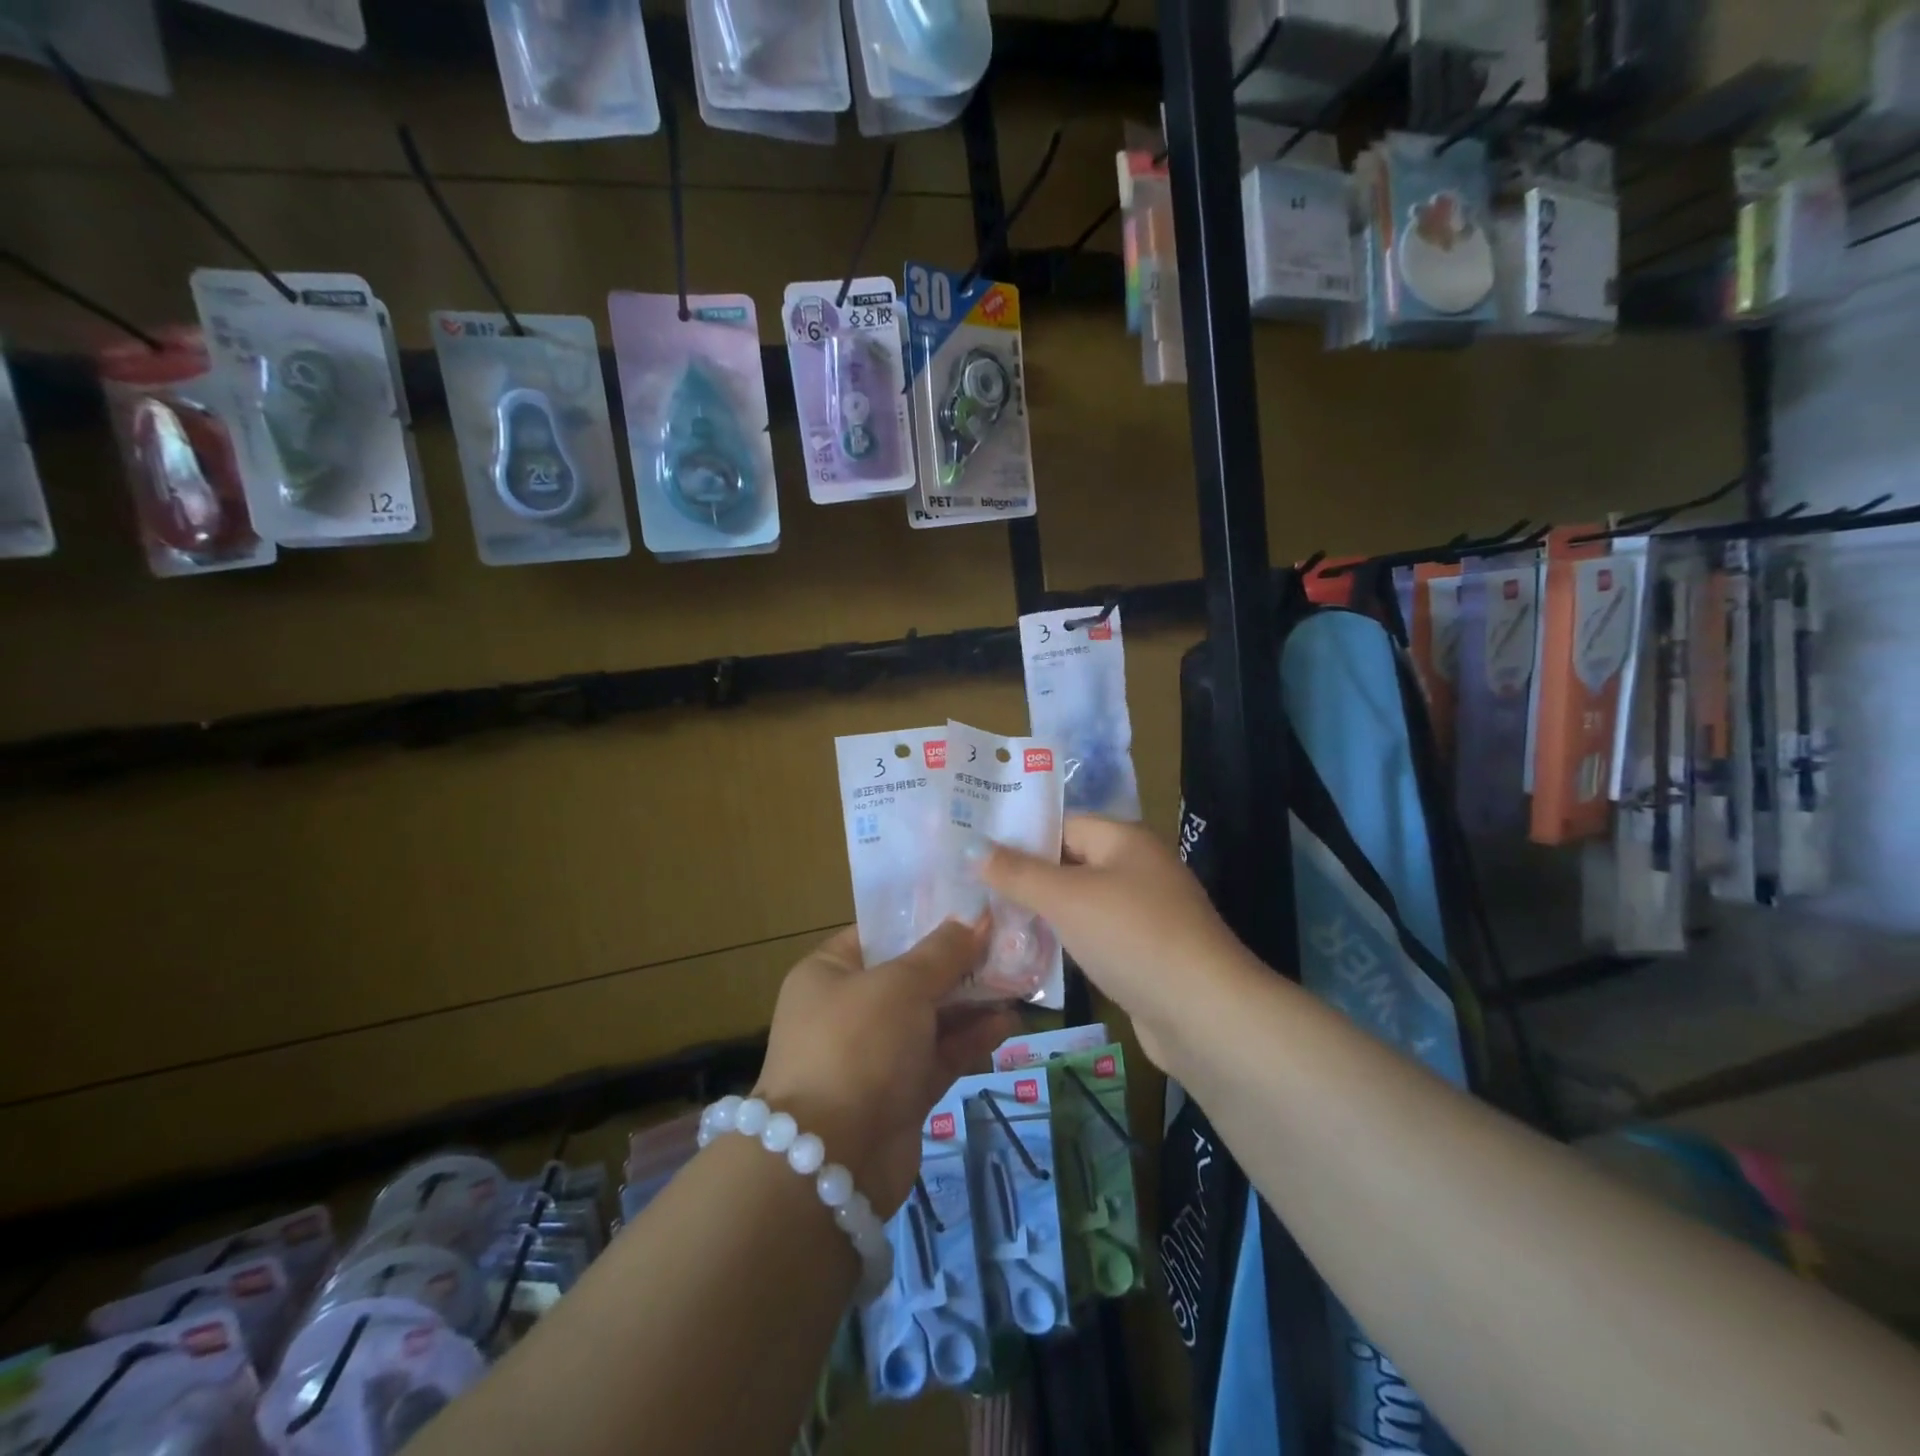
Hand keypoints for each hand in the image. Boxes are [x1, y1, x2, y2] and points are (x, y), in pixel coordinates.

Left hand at [755, 922, 1016, 1216]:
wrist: (832, 1162)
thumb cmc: (858, 1046)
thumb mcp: (901, 985)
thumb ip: (943, 952)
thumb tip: (976, 920)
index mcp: (829, 973)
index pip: (880, 933)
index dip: (926, 920)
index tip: (972, 909)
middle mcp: (848, 1010)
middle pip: (911, 976)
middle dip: (959, 964)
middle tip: (1007, 945)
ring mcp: (874, 1055)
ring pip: (930, 1018)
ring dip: (971, 1002)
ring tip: (1018, 982)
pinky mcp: (899, 1094)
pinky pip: (939, 1055)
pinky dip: (970, 1040)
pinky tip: (1007, 1023)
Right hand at [982, 815, 1258, 1066]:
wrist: (1204, 1015)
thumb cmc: (1132, 937)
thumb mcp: (1067, 898)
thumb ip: (1018, 873)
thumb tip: (973, 849)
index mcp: (1124, 839)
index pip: (1061, 824)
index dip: (1018, 837)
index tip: (973, 853)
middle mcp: (1136, 868)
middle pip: (1069, 863)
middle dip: (1024, 877)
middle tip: (971, 889)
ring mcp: (1143, 912)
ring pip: (1079, 902)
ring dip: (1041, 912)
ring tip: (988, 921)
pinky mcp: (1143, 953)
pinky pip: (1093, 935)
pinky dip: (1065, 940)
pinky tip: (1029, 953)